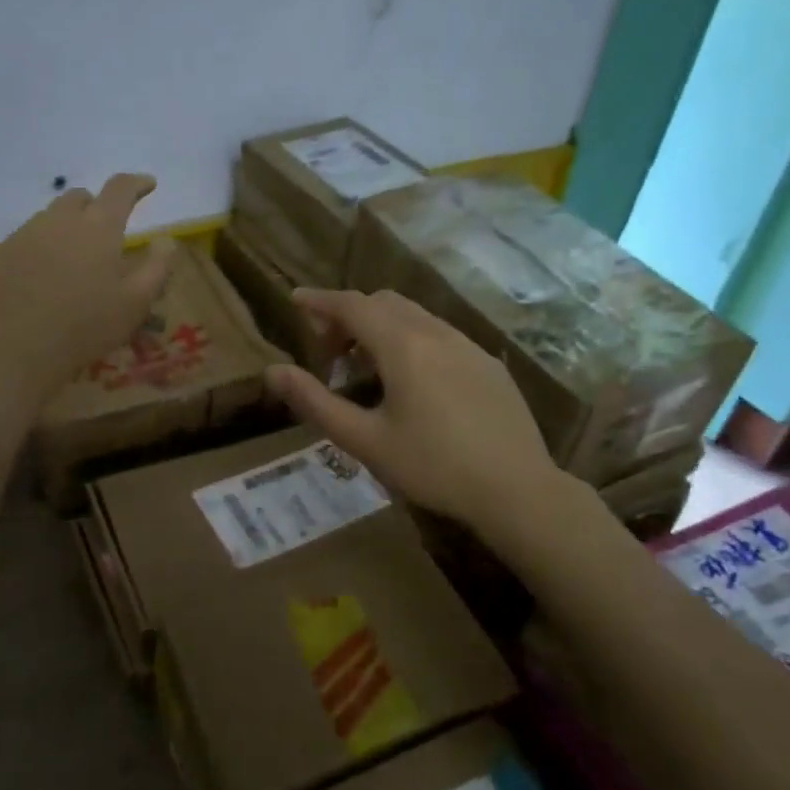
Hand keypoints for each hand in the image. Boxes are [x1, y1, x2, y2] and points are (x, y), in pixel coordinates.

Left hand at [0, 174, 176, 416]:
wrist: (14, 351)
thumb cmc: (85, 327)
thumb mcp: (136, 304)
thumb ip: (156, 267)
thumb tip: (166, 240)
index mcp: (98, 227)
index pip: (120, 188)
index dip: (137, 183)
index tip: (148, 185)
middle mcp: (57, 220)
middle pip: (77, 198)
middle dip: (94, 207)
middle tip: (102, 233)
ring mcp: (20, 235)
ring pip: (46, 220)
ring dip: (61, 231)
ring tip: (67, 263)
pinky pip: (18, 245)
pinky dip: (32, 254)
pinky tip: (32, 282)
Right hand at [264, 289, 565, 528]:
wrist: (517, 490)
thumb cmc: (432, 466)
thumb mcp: (363, 439)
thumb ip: (314, 401)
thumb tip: (273, 371)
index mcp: (402, 345)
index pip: (352, 305)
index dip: (320, 300)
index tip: (295, 300)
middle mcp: (435, 332)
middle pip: (383, 302)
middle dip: (349, 315)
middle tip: (329, 353)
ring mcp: (467, 345)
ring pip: (414, 316)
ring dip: (381, 327)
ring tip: (366, 369)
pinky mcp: (487, 364)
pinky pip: (439, 335)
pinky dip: (411, 340)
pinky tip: (413, 383)